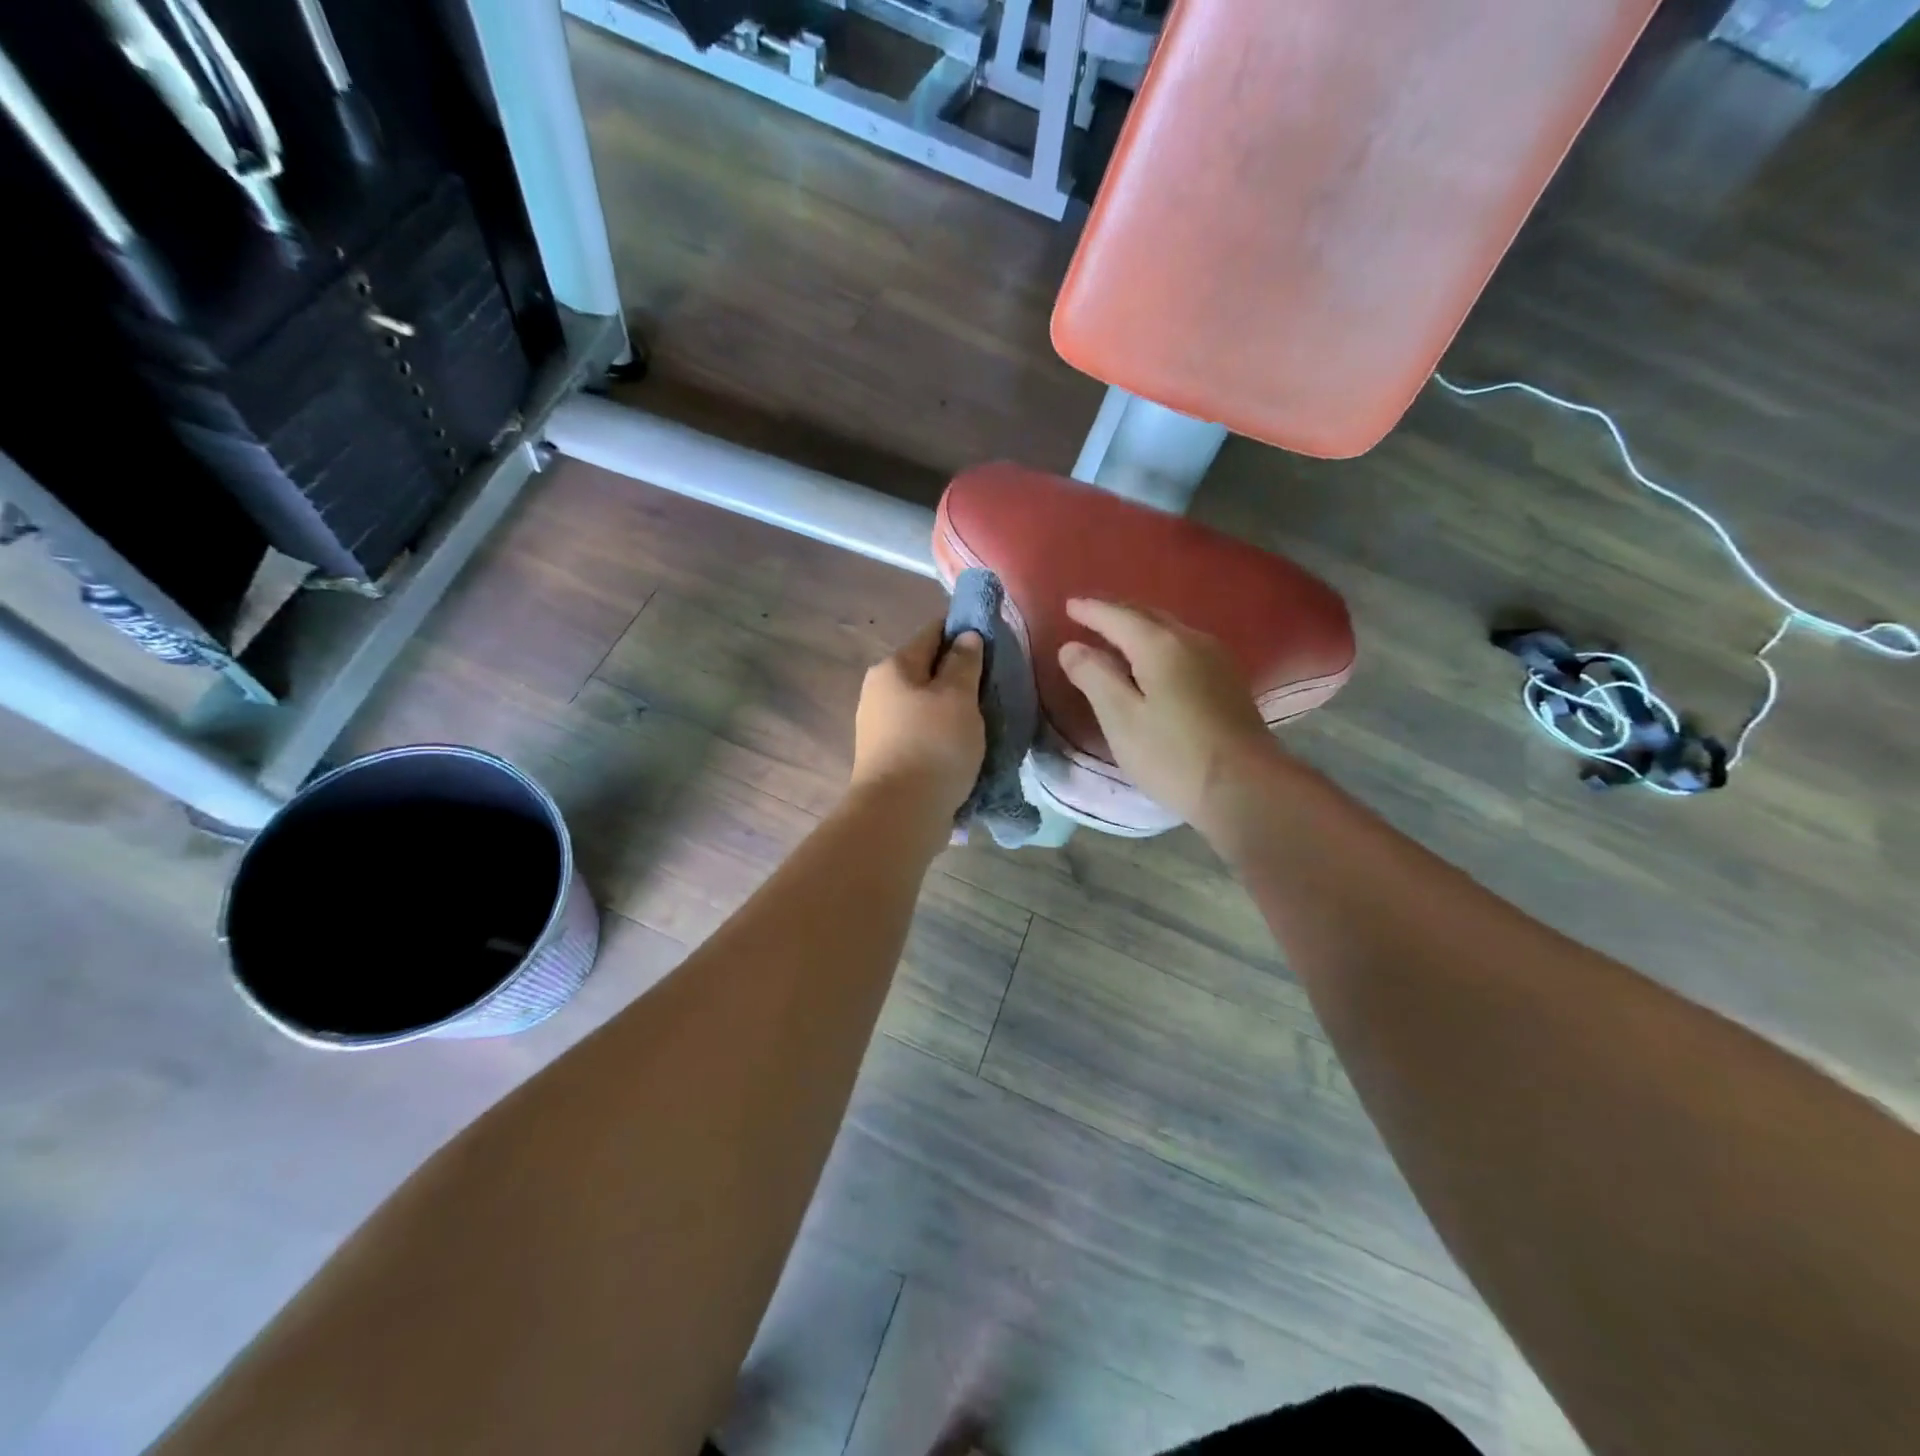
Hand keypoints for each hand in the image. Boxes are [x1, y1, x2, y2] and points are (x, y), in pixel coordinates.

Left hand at [849, 619, 985, 823]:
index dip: (964, 630)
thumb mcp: (958, 697)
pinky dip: (943, 733)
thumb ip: (964, 663)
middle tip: (996, 684)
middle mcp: (879, 691)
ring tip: (986, 719)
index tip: (995, 638)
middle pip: (927, 670)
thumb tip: (966, 636)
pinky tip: (964, 745)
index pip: (932, 632)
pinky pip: (922, 733)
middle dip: (960, 673)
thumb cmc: (933, 746)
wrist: (899, 814)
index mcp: (893, 667)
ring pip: (925, 704)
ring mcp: (879, 726)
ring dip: (953, 708)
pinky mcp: (887, 756)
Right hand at [1056, 598, 1281, 832]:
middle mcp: (1192, 640)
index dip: (1090, 610)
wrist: (1246, 787)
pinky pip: (1185, 646)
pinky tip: (1154, 660)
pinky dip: (1160, 644)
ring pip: (1170, 629)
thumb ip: (1094, 676)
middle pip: (1147, 615)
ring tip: (1116, 635)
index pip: (1117, 616)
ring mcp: (1216, 659)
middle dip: (1116, 612)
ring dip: (1140, 627)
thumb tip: (1071, 647)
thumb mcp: (1121, 718)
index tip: (1068, 606)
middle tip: (1089, 615)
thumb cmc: (1172, 755)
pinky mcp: (1229, 681)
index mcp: (1160, 644)